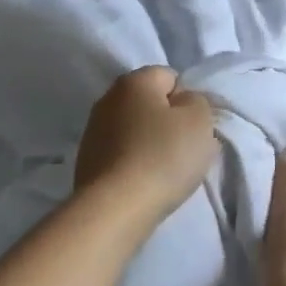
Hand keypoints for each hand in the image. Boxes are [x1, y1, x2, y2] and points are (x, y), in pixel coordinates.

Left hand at [74, 67, 218, 223]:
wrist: (115, 208)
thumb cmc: (163, 156)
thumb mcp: (199, 121)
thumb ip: (197, 102)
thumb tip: (183, 103)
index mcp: (134, 81)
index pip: (170, 76)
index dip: (188, 100)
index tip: (195, 127)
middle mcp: (107, 98)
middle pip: (150, 103)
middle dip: (169, 122)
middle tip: (186, 148)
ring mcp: (93, 131)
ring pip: (135, 129)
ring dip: (150, 143)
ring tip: (165, 170)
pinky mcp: (86, 161)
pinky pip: (121, 153)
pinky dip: (134, 163)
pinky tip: (144, 182)